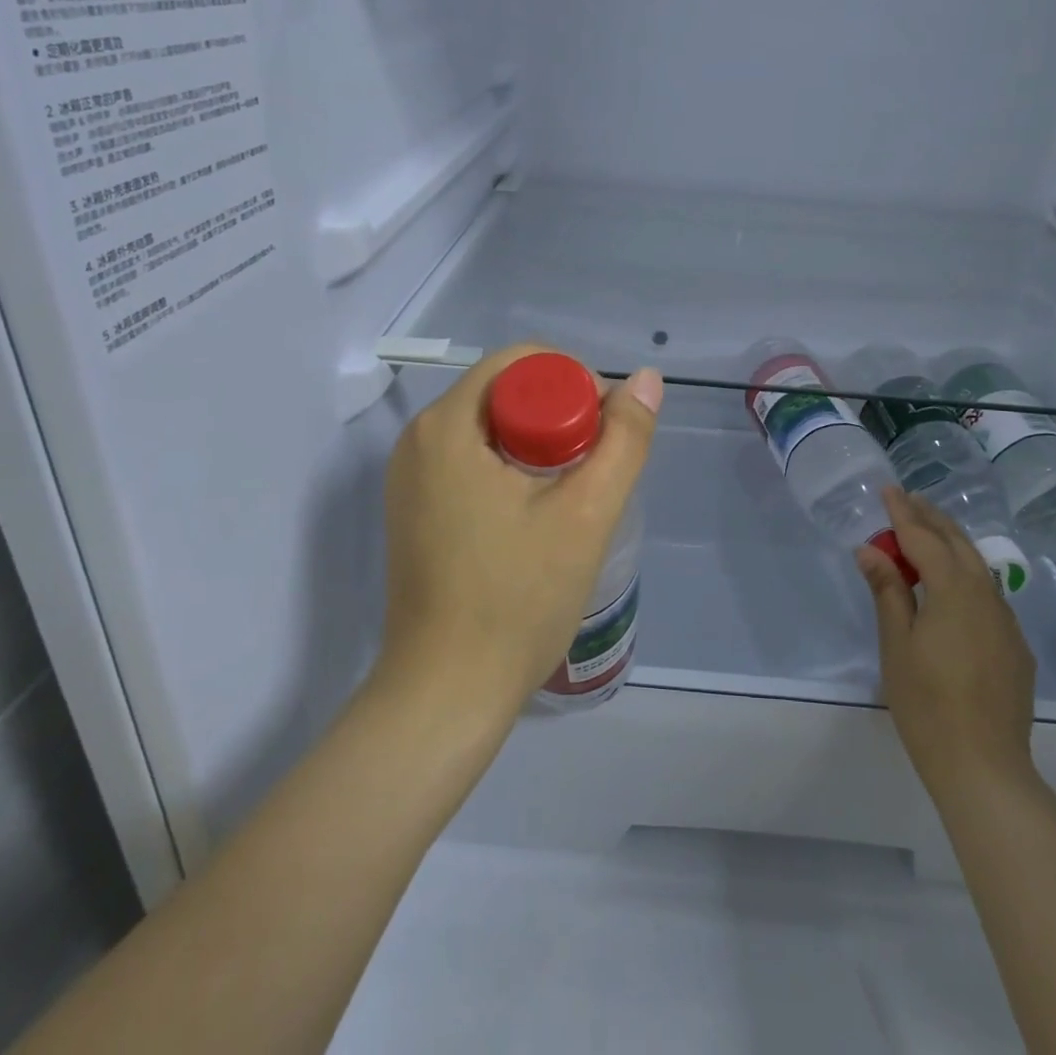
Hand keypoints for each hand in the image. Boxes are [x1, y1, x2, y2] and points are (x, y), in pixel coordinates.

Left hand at [378, 345, 662, 723]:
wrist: (446, 692)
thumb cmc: (517, 599)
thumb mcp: (586, 514)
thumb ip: (624, 439)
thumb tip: (645, 379)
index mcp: (447, 424)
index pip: (523, 362)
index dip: (575, 382)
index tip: (605, 432)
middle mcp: (418, 438)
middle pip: (505, 391)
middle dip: (559, 416)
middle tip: (595, 467)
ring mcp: (409, 476)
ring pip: (491, 427)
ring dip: (539, 445)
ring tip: (573, 493)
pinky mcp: (414, 508)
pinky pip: (471, 460)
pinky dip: (511, 468)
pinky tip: (537, 514)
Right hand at [855, 487, 1036, 796]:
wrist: (985, 767)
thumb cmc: (927, 703)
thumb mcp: (896, 643)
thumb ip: (887, 590)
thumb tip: (870, 549)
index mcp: (954, 591)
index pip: (924, 538)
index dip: (903, 513)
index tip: (888, 489)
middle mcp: (986, 596)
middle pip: (958, 543)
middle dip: (932, 518)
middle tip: (908, 499)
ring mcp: (1006, 622)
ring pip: (979, 566)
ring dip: (952, 542)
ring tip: (929, 530)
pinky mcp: (1015, 646)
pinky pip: (989, 594)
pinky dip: (967, 573)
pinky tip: (955, 585)